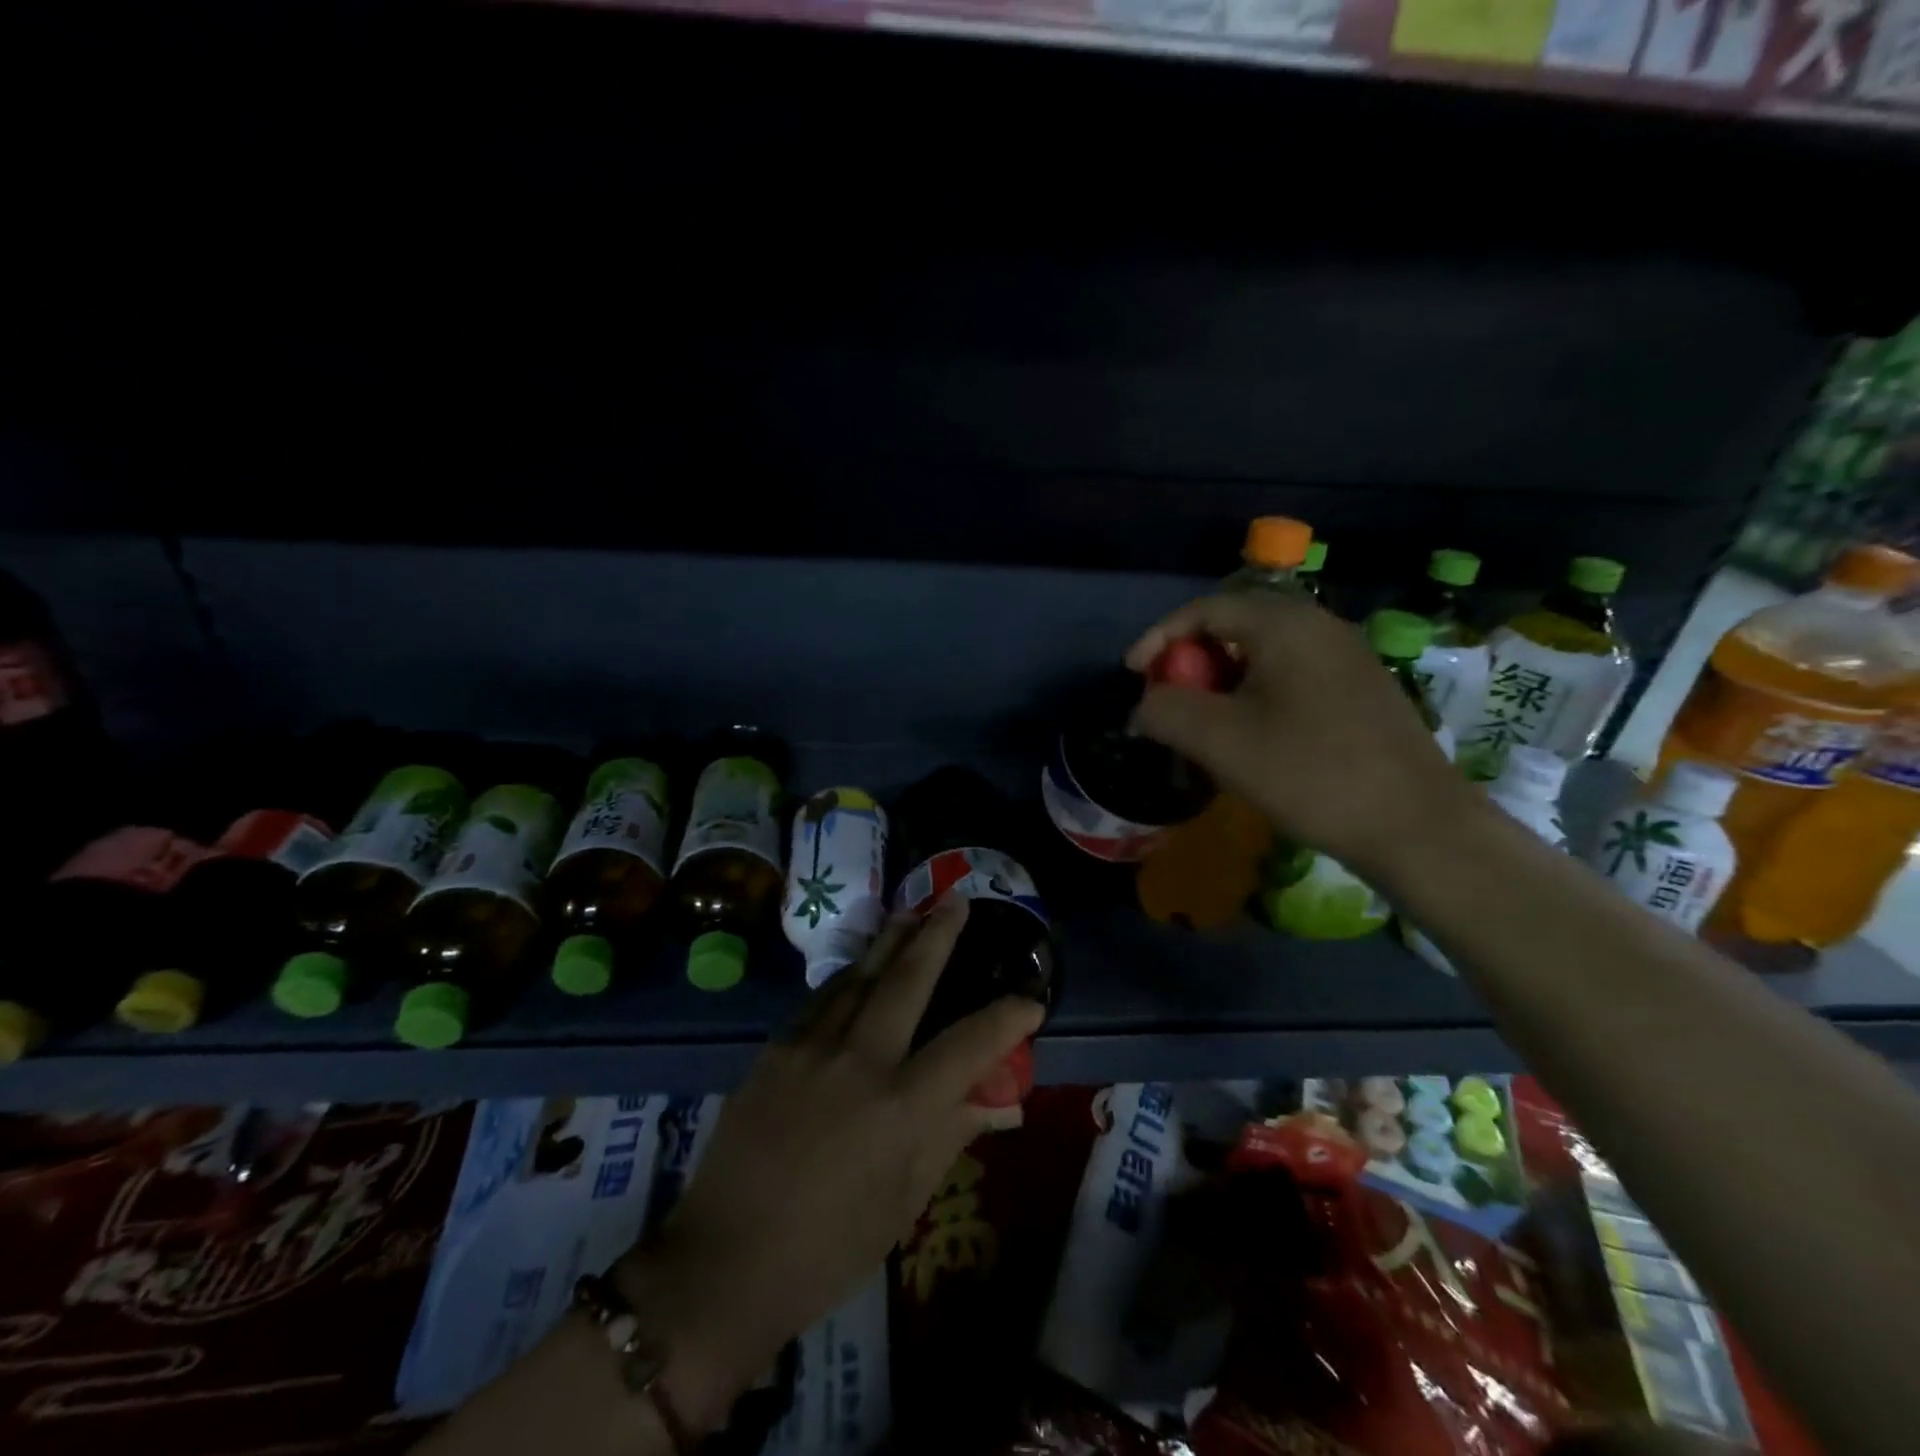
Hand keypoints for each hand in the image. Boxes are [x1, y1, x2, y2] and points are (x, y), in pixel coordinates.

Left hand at [620, 898, 1042, 1431]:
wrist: (723, 1261)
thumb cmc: (828, 1248)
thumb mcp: (904, 1202)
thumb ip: (952, 1135)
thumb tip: (1002, 1103)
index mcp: (899, 1107)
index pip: (970, 1044)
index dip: (1007, 1018)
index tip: (1031, 1001)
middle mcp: (858, 1060)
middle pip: (908, 979)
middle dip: (938, 935)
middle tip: (957, 901)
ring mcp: (811, 1047)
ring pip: (860, 975)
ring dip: (891, 941)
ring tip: (912, 913)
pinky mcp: (776, 1048)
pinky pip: (823, 998)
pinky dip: (850, 976)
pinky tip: (861, 966)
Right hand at [1126, 591, 1475, 873]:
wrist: (1415, 825)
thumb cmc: (1310, 773)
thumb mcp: (1220, 741)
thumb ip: (1166, 711)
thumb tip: (1144, 705)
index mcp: (1285, 625)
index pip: (1205, 610)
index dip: (1159, 637)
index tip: (1134, 675)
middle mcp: (1320, 626)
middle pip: (1235, 626)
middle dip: (1191, 661)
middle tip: (1169, 700)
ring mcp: (1347, 657)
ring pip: (1263, 654)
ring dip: (1222, 681)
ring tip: (1203, 723)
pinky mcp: (1361, 689)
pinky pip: (1291, 675)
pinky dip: (1255, 694)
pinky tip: (1251, 737)